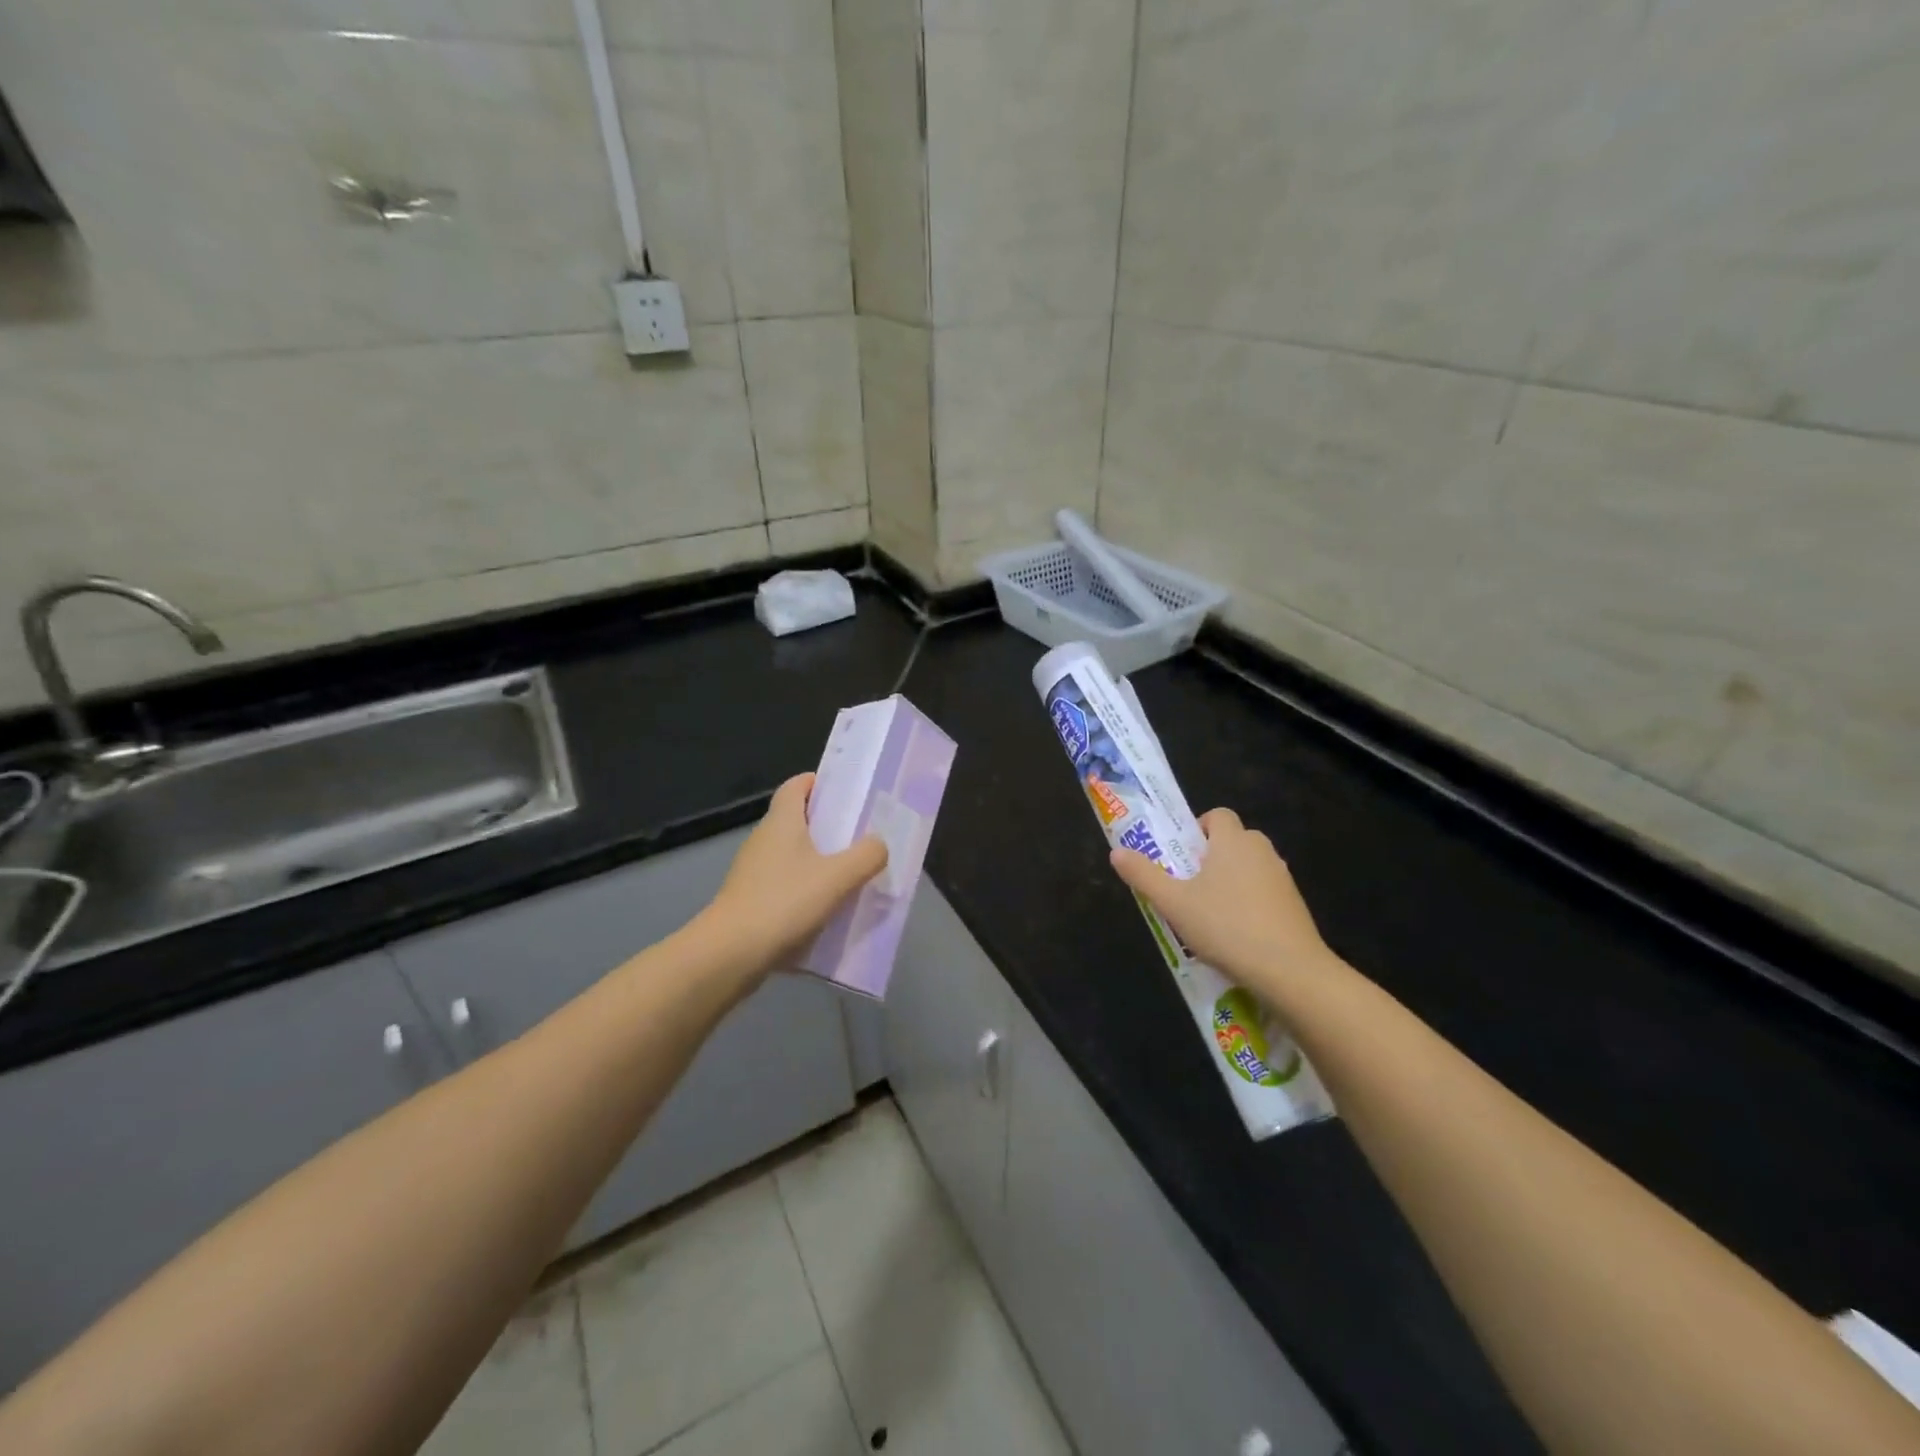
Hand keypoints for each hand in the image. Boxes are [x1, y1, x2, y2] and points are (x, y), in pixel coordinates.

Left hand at [694, 773, 888, 983]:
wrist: (729, 955)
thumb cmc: (784, 903)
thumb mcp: (837, 877)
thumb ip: (866, 856)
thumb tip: (879, 844)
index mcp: (781, 822)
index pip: (796, 785)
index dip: (819, 783)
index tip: (846, 794)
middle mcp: (764, 840)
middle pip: (797, 821)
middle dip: (828, 827)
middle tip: (861, 838)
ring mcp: (753, 872)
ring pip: (792, 857)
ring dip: (819, 863)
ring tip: (852, 877)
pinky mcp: (750, 901)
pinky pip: (785, 886)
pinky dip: (806, 891)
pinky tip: (828, 911)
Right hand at [1109, 808, 1335, 1003]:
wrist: (1291, 971)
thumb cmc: (1226, 927)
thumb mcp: (1173, 903)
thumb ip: (1143, 875)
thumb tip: (1116, 852)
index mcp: (1233, 841)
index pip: (1218, 815)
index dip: (1197, 828)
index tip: (1182, 856)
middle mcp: (1262, 851)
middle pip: (1233, 840)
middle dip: (1211, 856)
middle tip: (1188, 885)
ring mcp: (1283, 878)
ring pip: (1250, 867)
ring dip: (1230, 881)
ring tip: (1209, 914)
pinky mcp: (1295, 905)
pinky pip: (1265, 892)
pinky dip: (1250, 903)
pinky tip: (1236, 934)